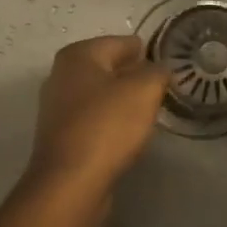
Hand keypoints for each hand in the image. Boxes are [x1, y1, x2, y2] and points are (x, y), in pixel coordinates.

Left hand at [26, 35, 169, 190]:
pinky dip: (110, 122)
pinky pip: (93, 119)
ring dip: (123, 101)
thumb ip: (157, 72)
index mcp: (78, 55)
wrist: (70, 183)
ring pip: (101, 95)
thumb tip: (158, 70)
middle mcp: (61, 75)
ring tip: (149, 113)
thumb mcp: (144, 91)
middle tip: (162, 90)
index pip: (122, 43)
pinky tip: (127, 135)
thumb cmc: (107, 126)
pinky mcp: (60, 136)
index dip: (148, 53)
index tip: (168, 68)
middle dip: (135, 77)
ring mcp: (57, 107)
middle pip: (109, 68)